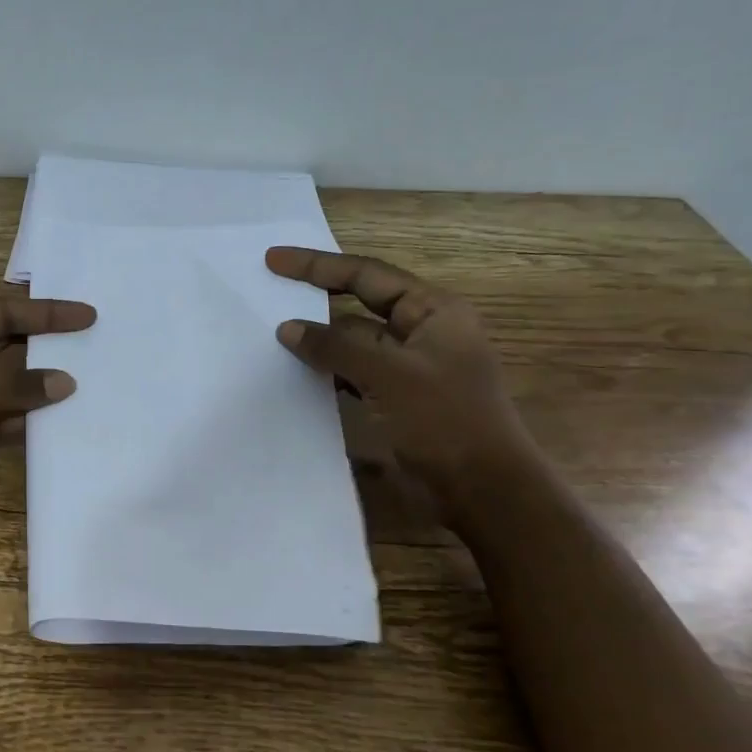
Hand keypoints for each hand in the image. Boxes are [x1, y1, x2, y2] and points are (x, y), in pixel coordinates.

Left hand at [0, 295, 95, 529]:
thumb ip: (9, 386)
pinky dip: (19, 419)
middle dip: (43, 352)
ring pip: (0, 386)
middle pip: (2, 348)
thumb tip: (65, 382)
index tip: (86, 316)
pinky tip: (54, 420)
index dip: (44, 314)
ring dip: (34, 388)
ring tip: (85, 386)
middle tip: (95, 351)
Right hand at [267, 247, 539, 518]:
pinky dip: (328, 370)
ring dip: (319, 338)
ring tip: (272, 333)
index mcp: (433, 311)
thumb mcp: (390, 375)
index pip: (367, 275)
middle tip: (267, 291)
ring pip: (354, 341)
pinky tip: (299, 373)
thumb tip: (287, 328)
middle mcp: (421, 332)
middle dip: (316, 297)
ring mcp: (409, 368)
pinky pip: (354, 373)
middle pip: (359, 304)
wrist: (483, 491)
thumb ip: (336, 346)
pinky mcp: (397, 399)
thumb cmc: (445, 421)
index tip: (274, 260)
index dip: (318, 265)